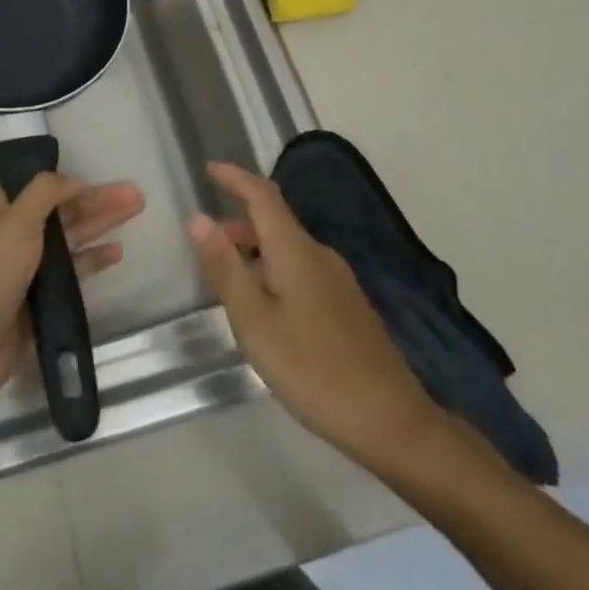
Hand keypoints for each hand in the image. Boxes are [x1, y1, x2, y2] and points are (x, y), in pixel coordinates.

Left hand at [0, 171, 142, 423]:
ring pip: (72, 238)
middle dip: (98, 201)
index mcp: (2, 212)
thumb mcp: (14, 224)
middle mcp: (15, 235)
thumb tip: (75, 179)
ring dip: (102, 224)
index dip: (73, 182)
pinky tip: (116, 253)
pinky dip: (93, 260)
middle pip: (63, 211)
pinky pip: (73, 271)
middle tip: (137, 195)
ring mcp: (28, 268)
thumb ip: (44, 194)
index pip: (43, 187)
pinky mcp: (40, 298)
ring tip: (136, 213)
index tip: (104, 178)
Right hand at [190, 162, 452, 473]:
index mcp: (295, 250)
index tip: (209, 169)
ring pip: (289, 249)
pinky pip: (302, 271)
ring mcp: (339, 281)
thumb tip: (198, 218)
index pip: (262, 195)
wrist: (390, 421)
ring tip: (229, 281)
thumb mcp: (254, 321)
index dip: (235, 178)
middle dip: (239, 223)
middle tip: (207, 244)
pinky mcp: (348, 307)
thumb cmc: (312, 368)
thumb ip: (225, 267)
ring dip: (256, 251)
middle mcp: (320, 255)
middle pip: (275, 222)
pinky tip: (266, 309)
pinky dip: (274, 272)